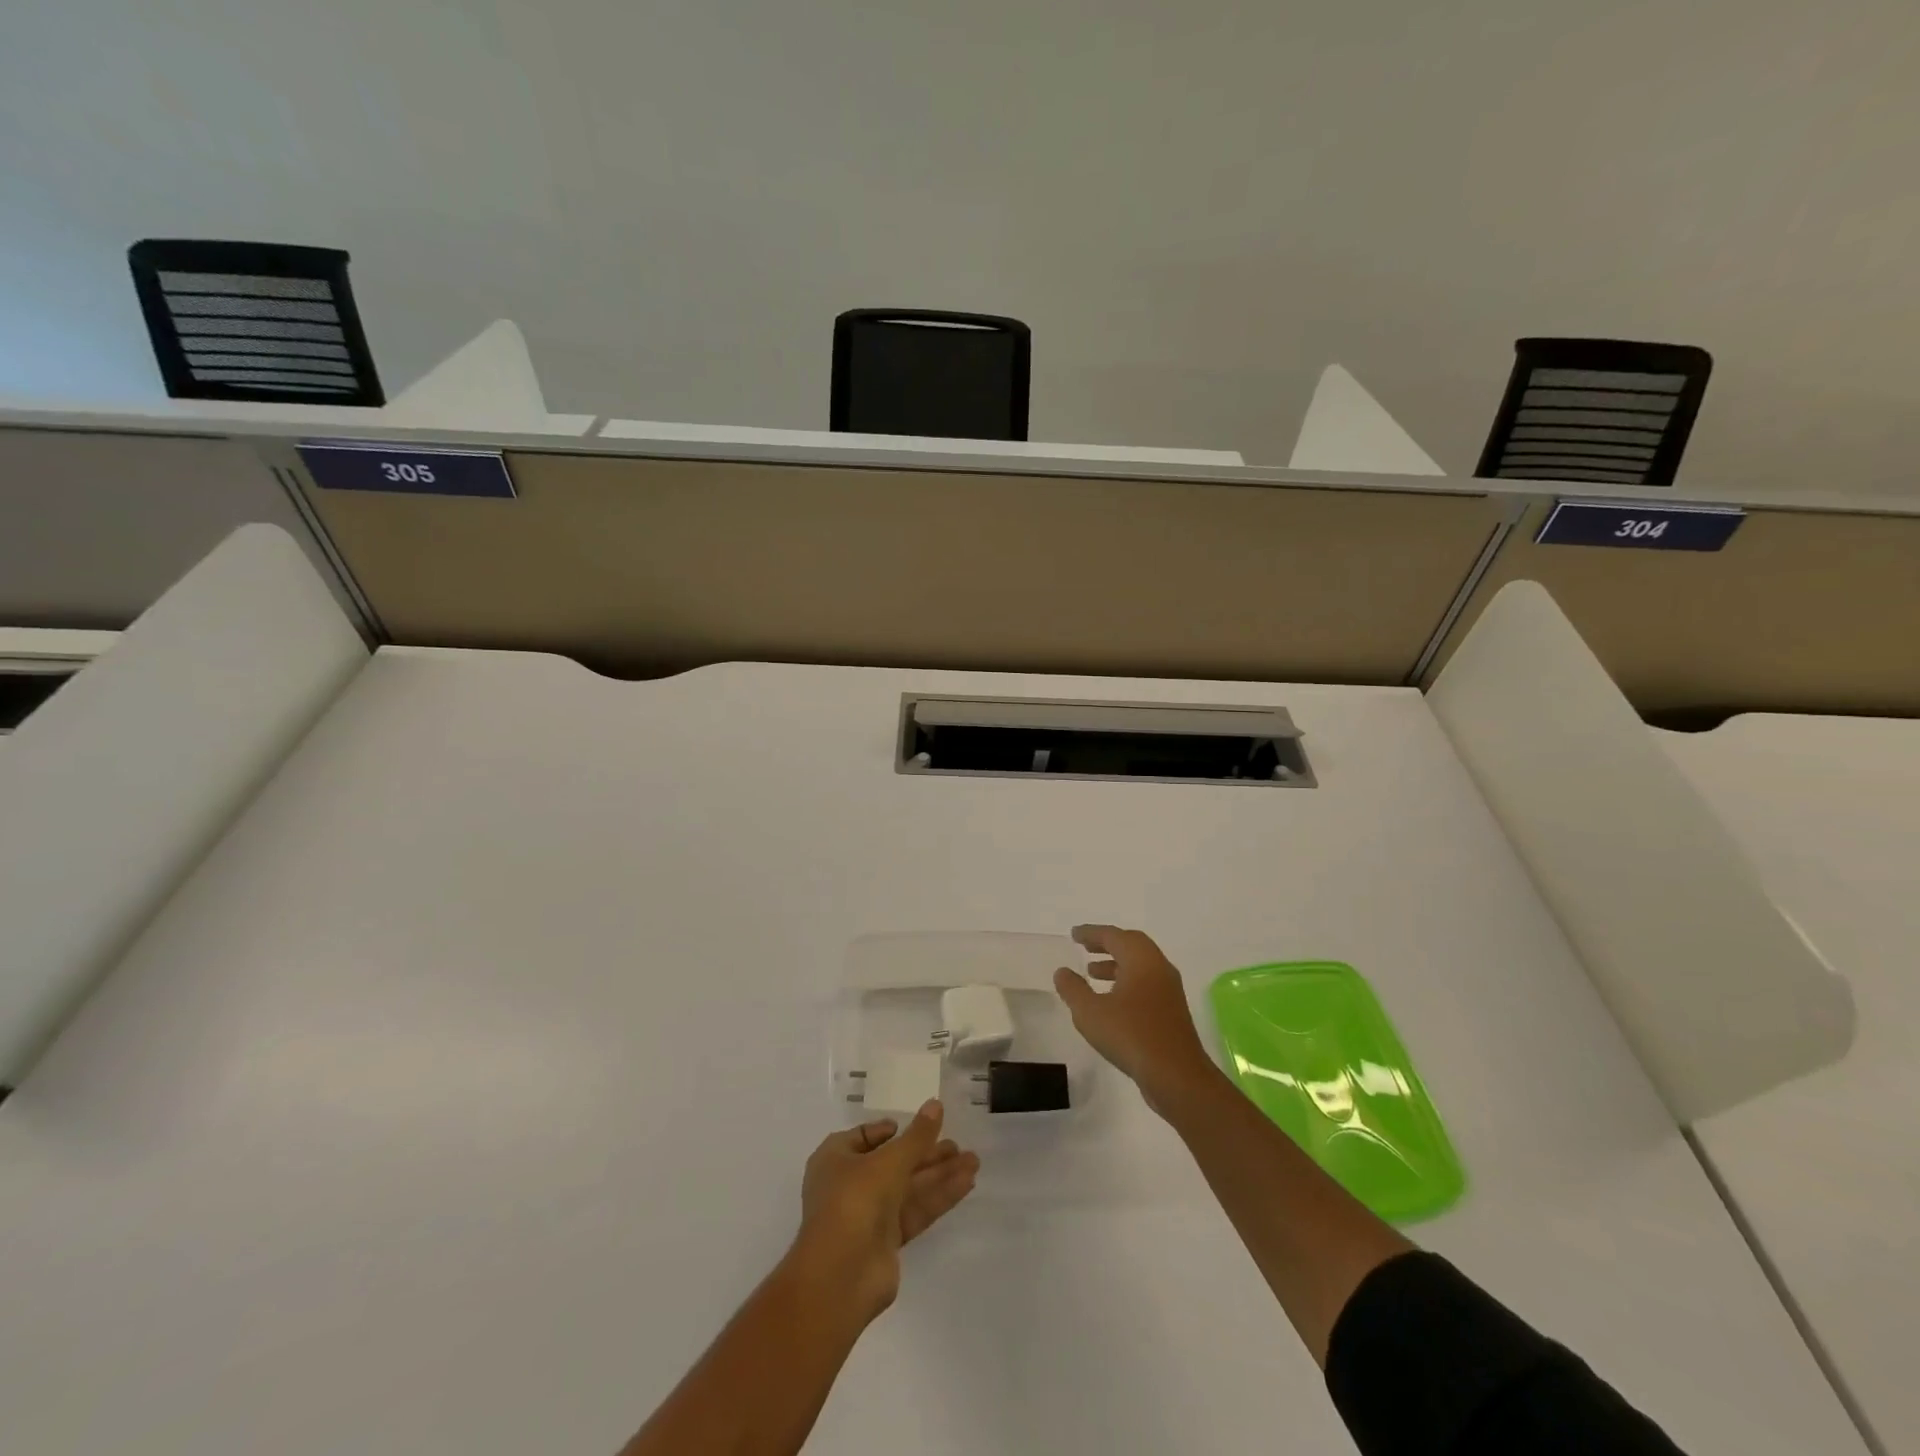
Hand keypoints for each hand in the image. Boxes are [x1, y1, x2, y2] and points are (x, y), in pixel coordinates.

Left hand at [791, 1101, 978, 1322]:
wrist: (840, 1276)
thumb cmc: (854, 1201)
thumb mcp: (888, 1160)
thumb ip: (917, 1136)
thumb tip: (936, 1104)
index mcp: (836, 1159)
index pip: (864, 1138)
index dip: (888, 1131)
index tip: (916, 1126)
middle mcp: (850, 1184)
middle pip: (894, 1162)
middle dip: (926, 1153)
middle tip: (958, 1145)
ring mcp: (868, 1215)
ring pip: (909, 1187)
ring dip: (939, 1174)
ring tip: (973, 1161)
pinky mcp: (887, 1242)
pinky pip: (915, 1211)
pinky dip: (939, 1197)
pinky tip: (967, 1183)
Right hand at [1054, 925, 1219, 1115]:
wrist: (1177, 1076)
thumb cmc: (1131, 1036)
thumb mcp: (1090, 1012)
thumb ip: (1073, 989)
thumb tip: (1062, 972)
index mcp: (1141, 959)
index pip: (1113, 936)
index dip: (1091, 933)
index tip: (1074, 934)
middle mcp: (1158, 967)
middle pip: (1131, 945)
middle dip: (1106, 944)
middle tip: (1085, 948)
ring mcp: (1169, 989)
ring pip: (1140, 966)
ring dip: (1116, 965)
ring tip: (1092, 973)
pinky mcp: (1172, 1011)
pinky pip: (1146, 983)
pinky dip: (1126, 982)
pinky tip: (1111, 1001)